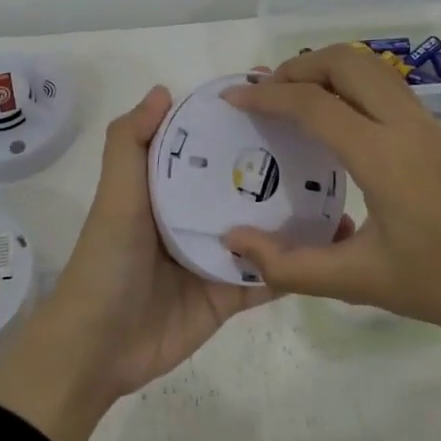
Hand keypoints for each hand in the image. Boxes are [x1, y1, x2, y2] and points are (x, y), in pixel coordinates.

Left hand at [0, 86, 342, 440]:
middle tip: (329, 148)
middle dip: (281, 169)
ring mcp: (216, 257)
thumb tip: (163, 90)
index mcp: (170, 190)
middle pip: (245, 188)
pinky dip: (296, 265)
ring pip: (265, 232)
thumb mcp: (115, 197)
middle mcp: (196, 217)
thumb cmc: (107, 263)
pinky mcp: (229, 296)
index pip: (210, 149)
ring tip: (342, 196)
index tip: (280, 100)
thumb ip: (131, 144)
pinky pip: (269, 277)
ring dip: (299, 218)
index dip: (237, 125)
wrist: (97, 349)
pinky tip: (334, 247)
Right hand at [221, 46, 440, 440]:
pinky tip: (338, 124)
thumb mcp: (361, 282)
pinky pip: (387, 90)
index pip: (313, 103)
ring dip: (328, 70)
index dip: (266, 95)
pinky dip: (352, 86)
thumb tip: (234, 242)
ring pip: (371, 69)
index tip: (232, 98)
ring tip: (294, 99)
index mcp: (382, 155)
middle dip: (298, 66)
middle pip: (346, 62)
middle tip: (264, 93)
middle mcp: (406, 125)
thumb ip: (290, 265)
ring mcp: (429, 126)